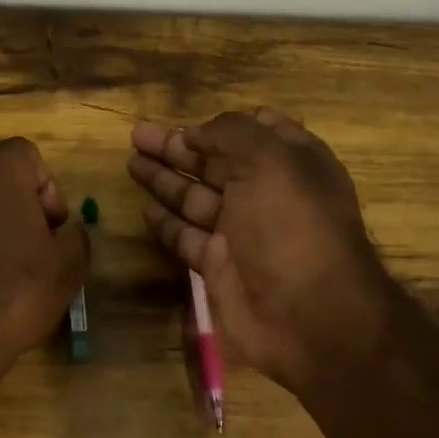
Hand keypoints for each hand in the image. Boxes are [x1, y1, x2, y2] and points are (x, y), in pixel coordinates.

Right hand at [128, 109, 396, 398]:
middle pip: (217, 163)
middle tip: (137, 135)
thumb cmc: (292, 226)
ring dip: (165, 179)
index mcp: (293, 163)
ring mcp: (243, 233)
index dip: (222, 125)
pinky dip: (167, 223)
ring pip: (196, 198)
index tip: (187, 121)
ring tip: (131, 161)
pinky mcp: (221, 266)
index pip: (257, 131)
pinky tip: (145, 207)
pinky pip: (188, 238)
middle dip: (178, 147)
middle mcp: (268, 193)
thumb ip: (232, 134)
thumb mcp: (270, 161)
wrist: (307, 316)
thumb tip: (197, 132)